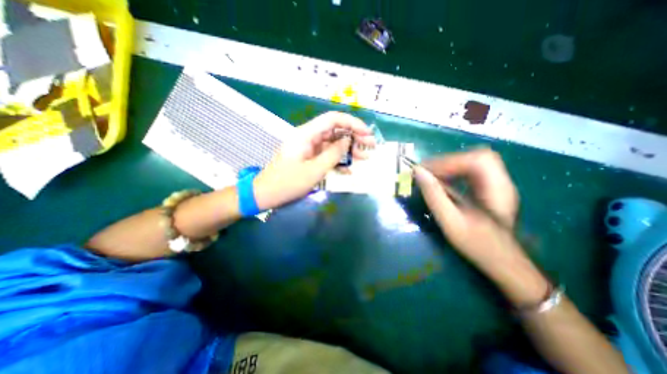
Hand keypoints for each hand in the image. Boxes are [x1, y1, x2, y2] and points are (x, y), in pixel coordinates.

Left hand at [252, 112, 374, 209]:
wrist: (266, 194)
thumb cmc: (288, 183)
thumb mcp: (314, 170)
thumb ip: (333, 154)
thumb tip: (347, 140)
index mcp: (306, 134)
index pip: (333, 119)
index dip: (352, 123)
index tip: (367, 133)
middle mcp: (308, 137)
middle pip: (335, 130)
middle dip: (354, 136)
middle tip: (370, 146)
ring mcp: (308, 147)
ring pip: (332, 143)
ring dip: (348, 150)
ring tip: (364, 158)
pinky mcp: (308, 157)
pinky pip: (326, 155)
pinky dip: (338, 160)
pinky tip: (349, 169)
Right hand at [415, 147, 549, 304]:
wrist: (503, 263)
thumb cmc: (478, 245)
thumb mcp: (451, 222)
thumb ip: (434, 196)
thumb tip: (418, 172)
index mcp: (497, 190)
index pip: (477, 160)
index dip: (449, 161)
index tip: (425, 171)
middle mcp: (501, 182)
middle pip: (477, 156)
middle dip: (448, 161)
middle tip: (427, 171)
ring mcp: (497, 184)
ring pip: (474, 161)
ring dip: (449, 165)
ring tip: (431, 175)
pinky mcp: (489, 188)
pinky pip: (471, 171)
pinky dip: (453, 171)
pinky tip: (442, 181)